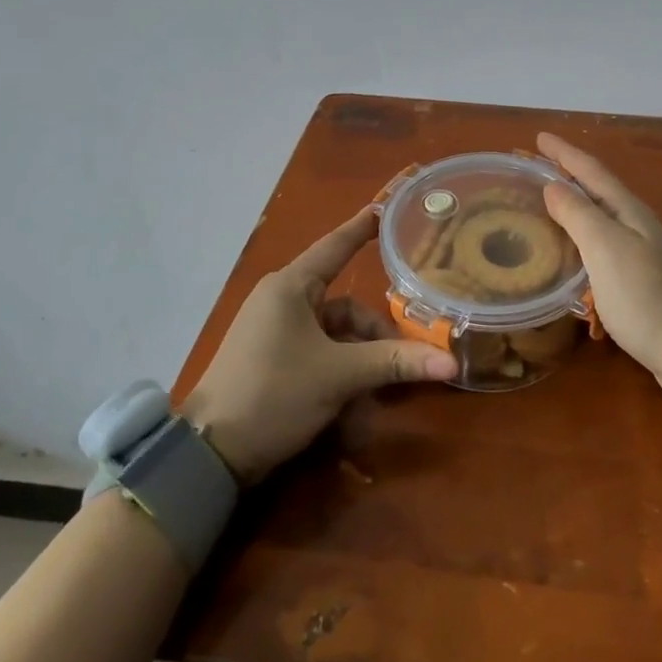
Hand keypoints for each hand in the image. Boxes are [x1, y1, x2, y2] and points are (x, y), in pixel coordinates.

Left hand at [179, 208, 456, 481]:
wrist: (210, 454)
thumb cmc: (274, 393)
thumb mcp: (339, 376)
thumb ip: (394, 363)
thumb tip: (450, 363)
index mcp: (291, 287)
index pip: (337, 245)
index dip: (364, 227)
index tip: (387, 208)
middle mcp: (283, 302)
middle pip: (346, 307)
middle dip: (376, 336)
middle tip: (408, 359)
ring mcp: (276, 333)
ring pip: (335, 337)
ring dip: (360, 364)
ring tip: (380, 397)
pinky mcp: (274, 361)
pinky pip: (319, 356)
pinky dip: (339, 376)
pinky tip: (354, 411)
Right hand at [537, 133, 661, 401]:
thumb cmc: (644, 297)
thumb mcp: (606, 249)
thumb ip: (578, 215)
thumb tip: (553, 186)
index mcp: (629, 212)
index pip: (591, 171)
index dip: (565, 153)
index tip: (539, 136)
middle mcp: (637, 225)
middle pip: (598, 189)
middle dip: (569, 173)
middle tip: (537, 166)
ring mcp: (642, 252)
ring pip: (601, 216)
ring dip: (575, 203)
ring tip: (548, 201)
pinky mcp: (640, 279)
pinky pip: (603, 243)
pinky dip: (582, 235)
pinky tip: (571, 248)